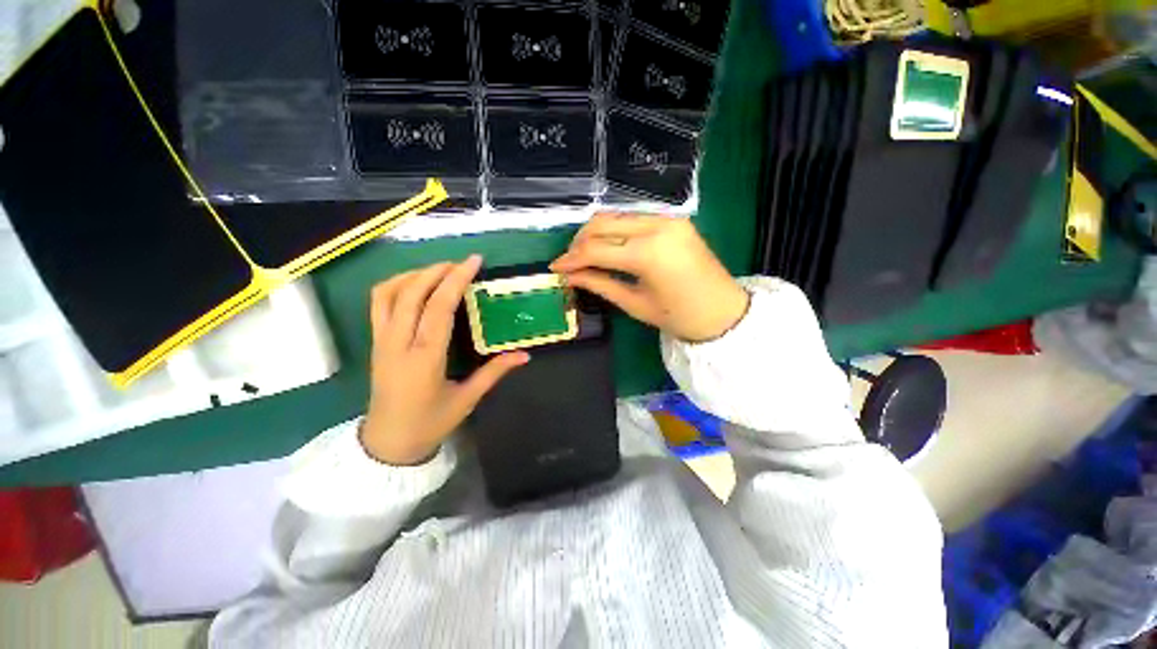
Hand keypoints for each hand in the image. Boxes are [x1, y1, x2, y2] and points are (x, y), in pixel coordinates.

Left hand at [360, 256, 528, 464]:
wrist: (388, 442)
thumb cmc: (430, 423)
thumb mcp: (467, 399)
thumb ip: (495, 372)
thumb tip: (524, 355)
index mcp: (425, 358)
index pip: (439, 308)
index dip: (456, 280)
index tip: (473, 261)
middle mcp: (398, 343)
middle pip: (412, 293)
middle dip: (438, 271)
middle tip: (462, 263)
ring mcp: (381, 340)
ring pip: (389, 293)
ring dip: (415, 274)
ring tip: (440, 271)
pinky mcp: (374, 341)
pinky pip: (378, 303)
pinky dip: (396, 284)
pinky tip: (416, 284)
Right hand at [551, 213, 748, 342]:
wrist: (724, 311)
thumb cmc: (678, 316)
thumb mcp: (634, 304)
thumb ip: (599, 284)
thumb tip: (569, 275)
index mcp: (648, 253)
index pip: (596, 249)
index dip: (571, 258)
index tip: (554, 268)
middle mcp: (657, 226)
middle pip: (602, 224)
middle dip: (579, 242)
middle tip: (568, 262)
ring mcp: (668, 218)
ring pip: (616, 216)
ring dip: (595, 233)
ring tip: (584, 255)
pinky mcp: (674, 219)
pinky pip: (634, 218)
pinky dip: (615, 230)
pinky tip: (608, 247)